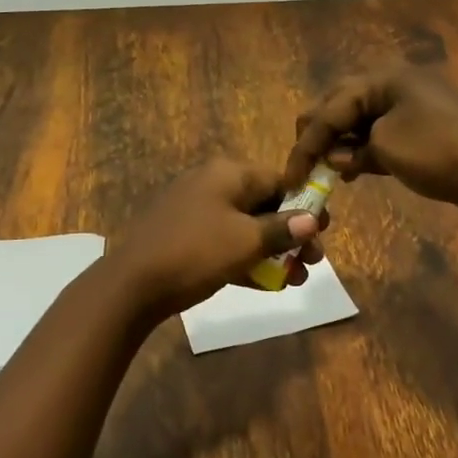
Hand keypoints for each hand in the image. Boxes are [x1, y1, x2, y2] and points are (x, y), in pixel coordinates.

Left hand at [104, 158, 327, 318]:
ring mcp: (194, 210)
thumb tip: (312, 219)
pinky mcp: (184, 236)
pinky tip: (267, 284)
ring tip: (296, 279)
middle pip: (263, 204)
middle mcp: (211, 184)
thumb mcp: (246, 241)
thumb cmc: (196, 252)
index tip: (325, 231)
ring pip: (244, 226)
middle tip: (313, 262)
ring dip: (272, 251)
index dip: (304, 205)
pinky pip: (225, 241)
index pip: (277, 180)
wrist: (133, 283)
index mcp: (227, 174)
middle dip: (291, 234)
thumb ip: (282, 229)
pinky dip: (246, 258)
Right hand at [285, 67, 457, 220]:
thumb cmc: (444, 151)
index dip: (305, 144)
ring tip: (323, 172)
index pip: (329, 109)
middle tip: (302, 167)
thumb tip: (338, 158)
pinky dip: (361, 152)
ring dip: (338, 146)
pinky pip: (378, 136)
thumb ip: (353, 150)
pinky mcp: (421, 132)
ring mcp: (409, 108)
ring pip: (358, 122)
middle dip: (317, 136)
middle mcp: (392, 86)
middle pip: (339, 107)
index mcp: (382, 79)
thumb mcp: (389, 148)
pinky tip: (350, 171)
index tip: (290, 178)